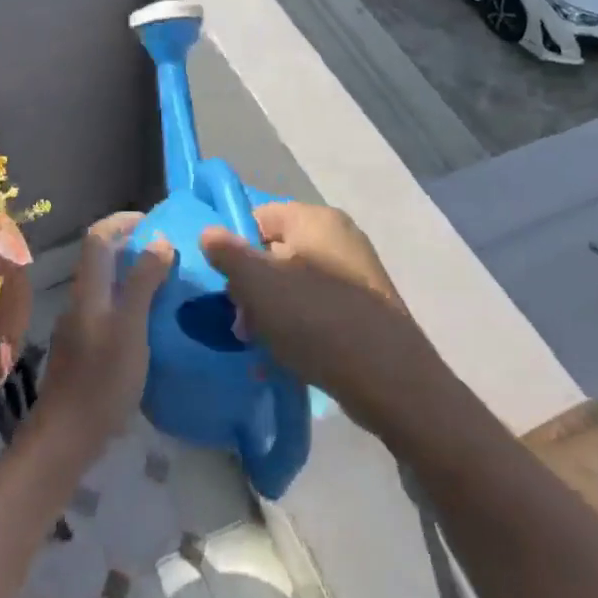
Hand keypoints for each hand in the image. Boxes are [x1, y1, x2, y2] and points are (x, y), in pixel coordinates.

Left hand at [36, 213, 173, 455]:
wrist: (66, 437)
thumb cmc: (102, 380)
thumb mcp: (131, 328)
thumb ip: (143, 283)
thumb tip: (159, 240)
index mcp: (89, 290)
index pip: (99, 237)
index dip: (123, 221)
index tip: (156, 221)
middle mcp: (80, 301)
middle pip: (101, 259)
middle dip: (133, 247)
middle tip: (171, 253)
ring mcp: (79, 326)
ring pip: (106, 286)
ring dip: (133, 276)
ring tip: (168, 284)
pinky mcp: (84, 350)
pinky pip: (108, 311)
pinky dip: (130, 303)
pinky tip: (152, 323)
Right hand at [200, 202, 433, 434]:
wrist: (389, 380)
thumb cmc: (316, 320)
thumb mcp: (259, 285)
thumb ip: (228, 254)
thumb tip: (209, 232)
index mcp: (316, 220)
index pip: (260, 216)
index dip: (235, 246)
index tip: (224, 283)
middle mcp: (339, 237)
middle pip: (275, 251)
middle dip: (251, 286)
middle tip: (241, 323)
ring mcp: (356, 273)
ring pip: (294, 283)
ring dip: (270, 311)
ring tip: (259, 345)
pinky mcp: (365, 307)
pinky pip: (317, 307)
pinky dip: (298, 325)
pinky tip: (286, 355)